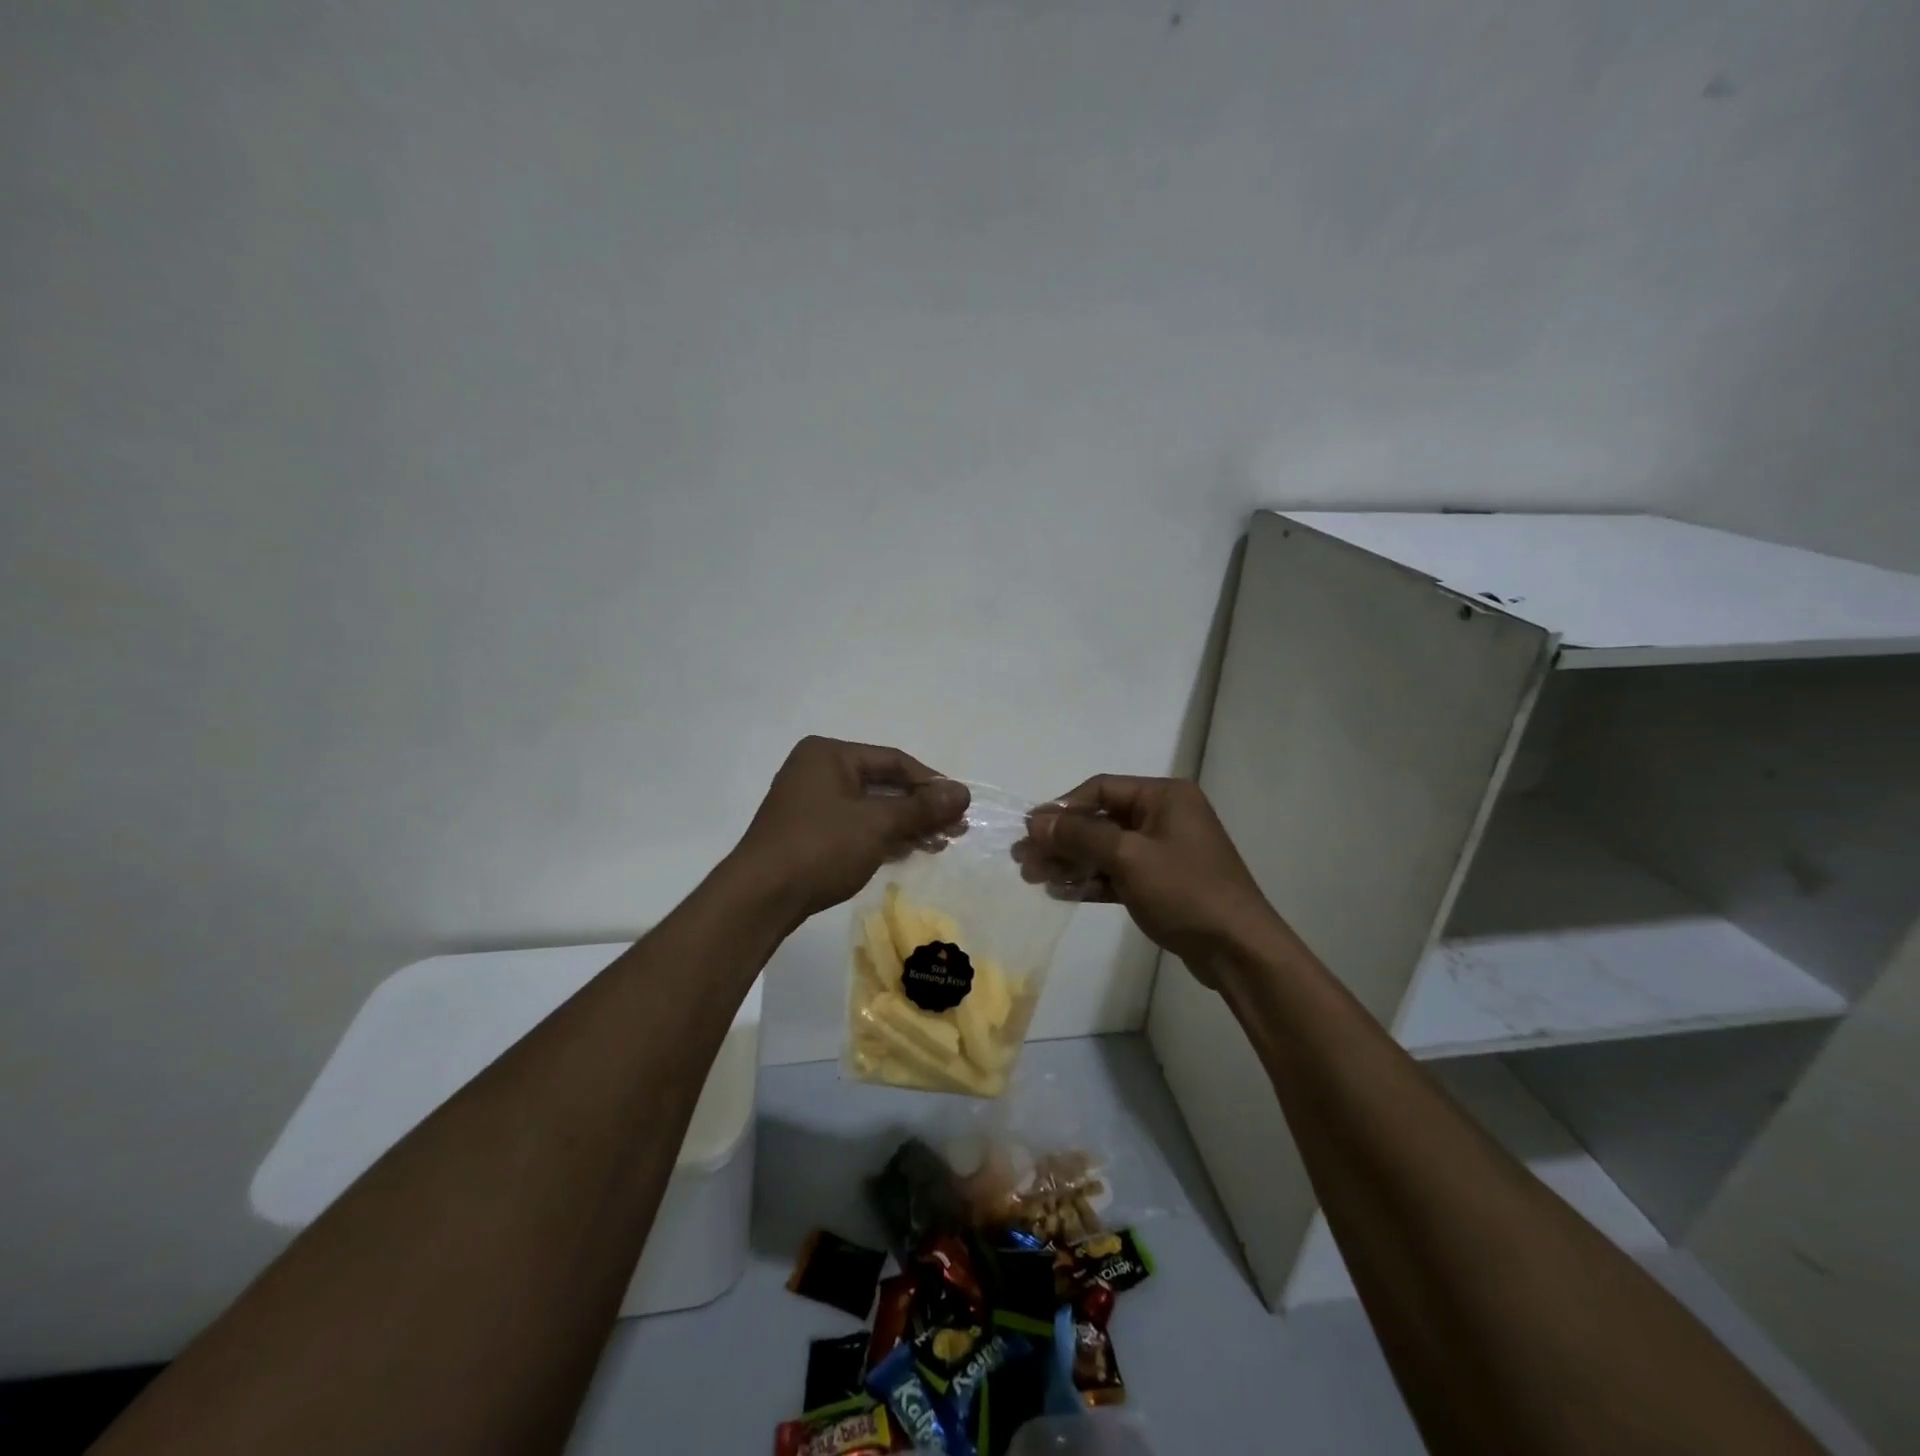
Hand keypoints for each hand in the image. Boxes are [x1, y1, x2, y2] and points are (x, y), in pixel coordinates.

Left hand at [728, 736, 969, 925]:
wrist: (760, 898)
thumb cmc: (821, 847)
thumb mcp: (878, 824)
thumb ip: (922, 807)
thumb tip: (964, 792)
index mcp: (829, 754)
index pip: (893, 760)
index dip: (931, 782)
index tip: (960, 806)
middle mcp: (817, 771)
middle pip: (882, 784)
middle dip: (920, 808)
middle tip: (955, 829)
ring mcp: (809, 803)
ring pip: (869, 808)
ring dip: (905, 825)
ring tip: (939, 844)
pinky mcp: (807, 833)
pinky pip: (854, 826)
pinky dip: (881, 837)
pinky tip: (907, 852)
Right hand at [1022, 776, 1285, 986]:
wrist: (1238, 950)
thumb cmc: (1185, 891)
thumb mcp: (1128, 857)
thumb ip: (1080, 835)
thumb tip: (1035, 820)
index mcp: (1164, 796)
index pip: (1101, 789)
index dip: (1062, 808)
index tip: (1030, 829)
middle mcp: (1164, 816)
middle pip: (1100, 820)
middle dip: (1061, 839)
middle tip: (1023, 858)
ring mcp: (1163, 852)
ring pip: (1105, 849)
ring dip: (1070, 861)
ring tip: (1032, 877)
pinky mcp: (1161, 884)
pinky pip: (1117, 874)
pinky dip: (1090, 881)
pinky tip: (1059, 891)